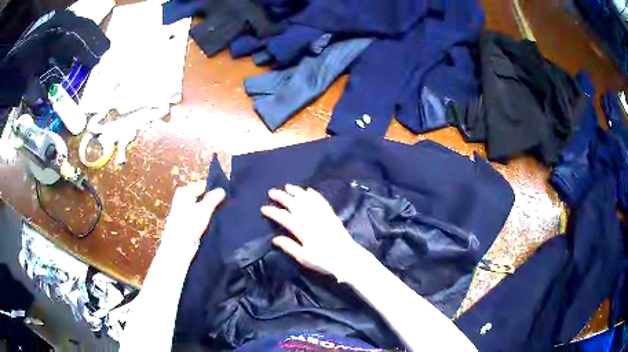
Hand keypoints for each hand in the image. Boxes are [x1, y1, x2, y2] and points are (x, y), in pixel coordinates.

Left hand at [162, 182, 225, 250]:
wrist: (178, 248)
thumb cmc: (189, 225)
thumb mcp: (203, 209)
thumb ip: (213, 198)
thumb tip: (222, 189)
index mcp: (184, 192)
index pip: (204, 186)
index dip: (216, 190)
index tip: (229, 196)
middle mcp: (184, 199)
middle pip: (203, 197)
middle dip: (214, 201)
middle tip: (229, 206)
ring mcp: (186, 212)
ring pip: (203, 208)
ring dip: (212, 211)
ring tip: (225, 214)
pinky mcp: (189, 224)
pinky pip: (201, 217)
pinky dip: (208, 219)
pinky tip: (217, 223)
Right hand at [261, 184, 365, 278]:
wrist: (347, 258)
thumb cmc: (324, 261)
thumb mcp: (304, 258)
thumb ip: (289, 246)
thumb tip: (274, 239)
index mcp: (302, 230)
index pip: (284, 217)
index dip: (273, 212)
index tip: (264, 208)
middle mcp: (311, 219)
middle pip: (294, 204)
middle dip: (282, 196)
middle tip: (272, 191)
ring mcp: (322, 215)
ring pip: (307, 199)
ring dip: (297, 191)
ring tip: (288, 186)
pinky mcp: (331, 215)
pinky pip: (321, 201)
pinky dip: (314, 195)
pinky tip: (309, 190)